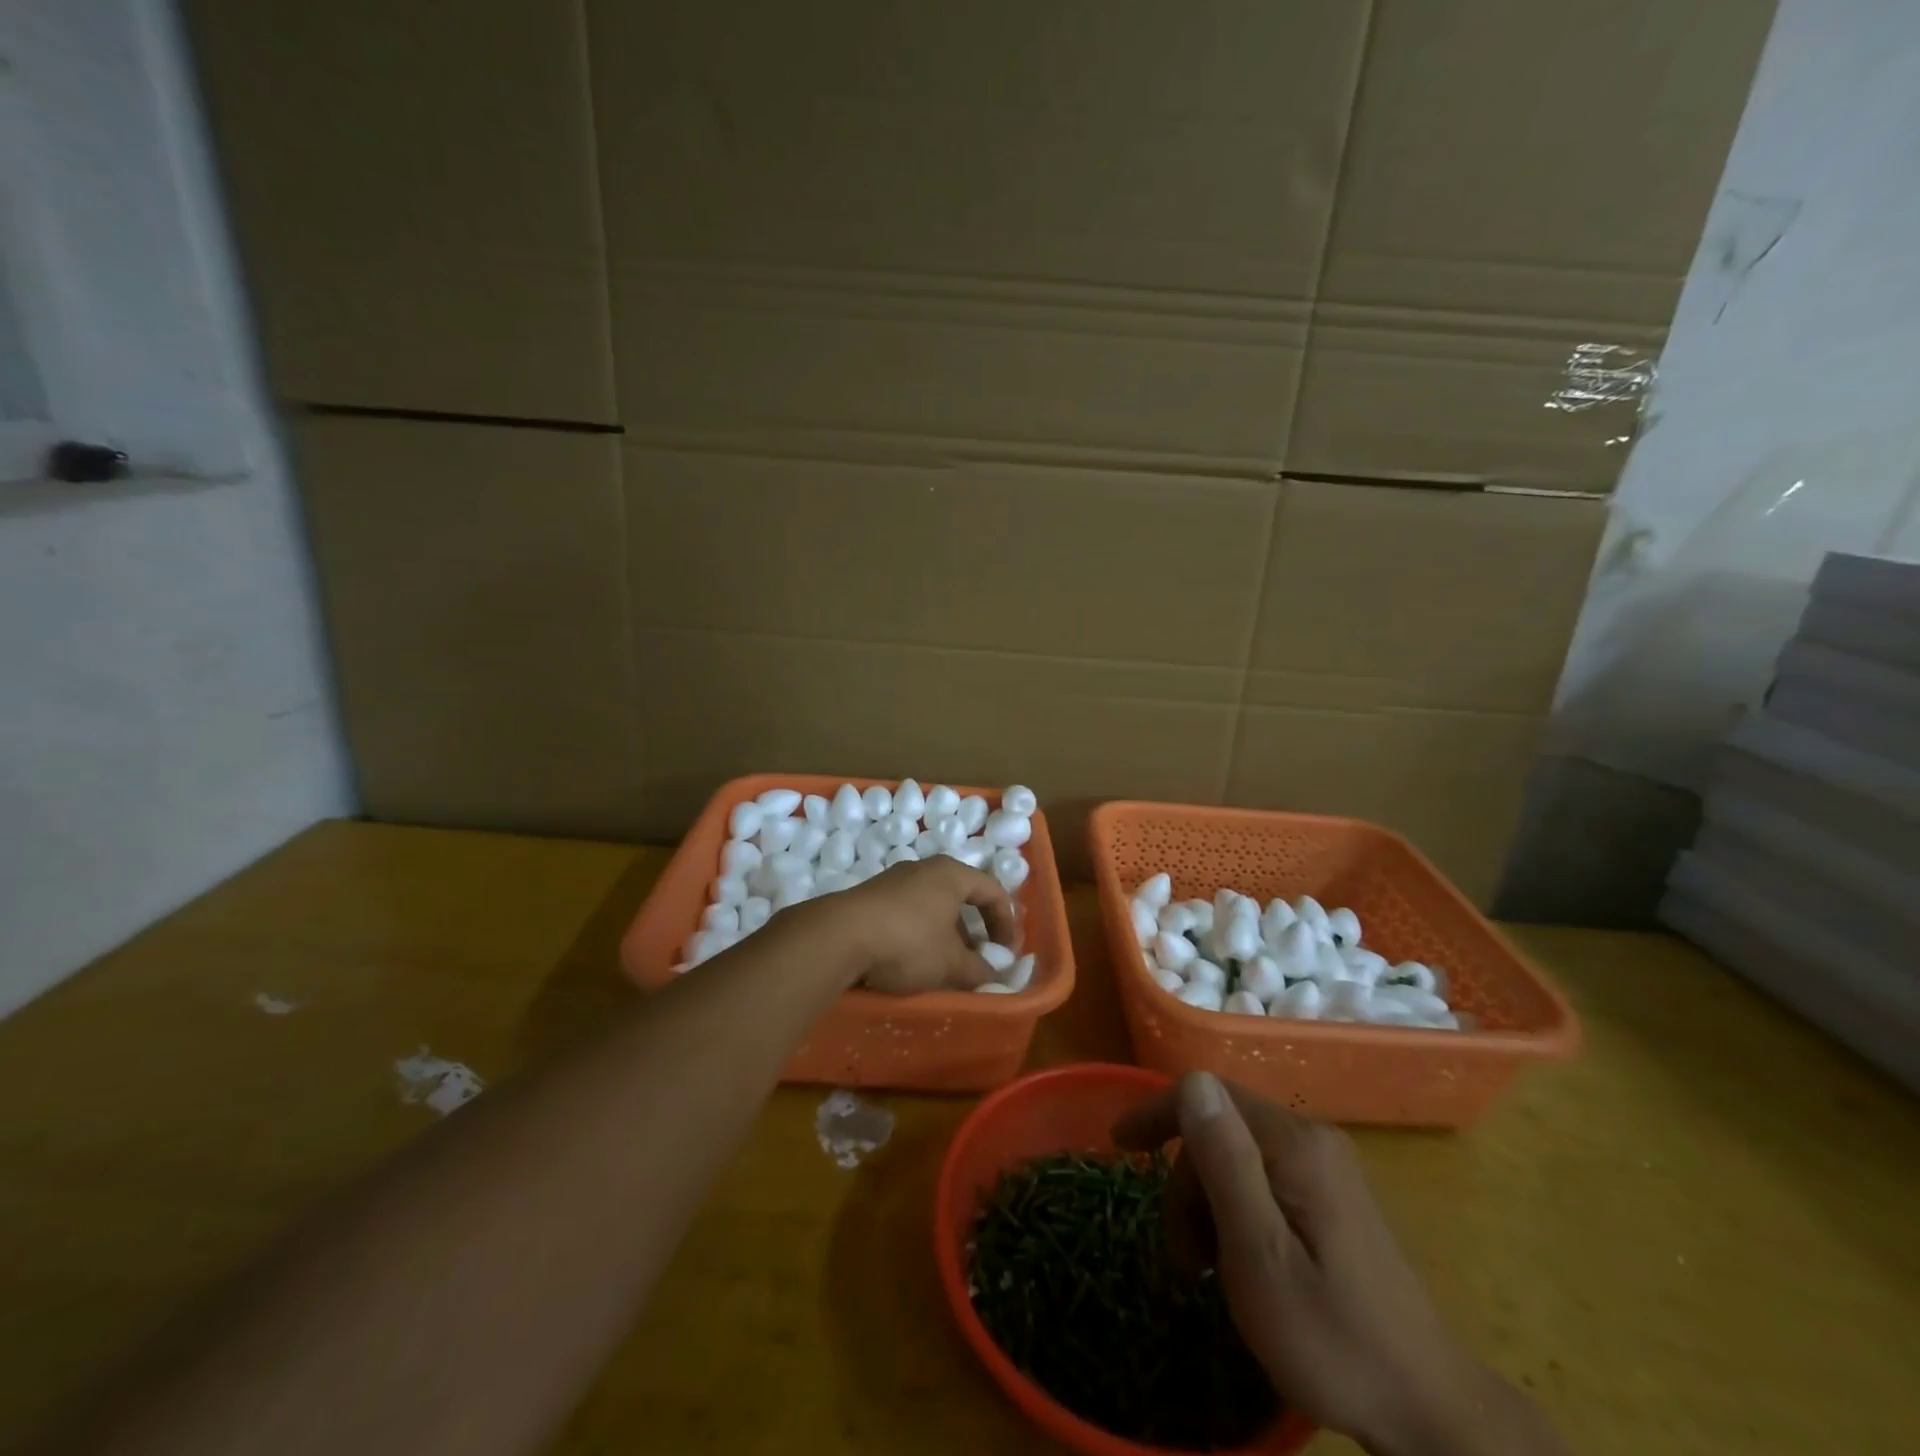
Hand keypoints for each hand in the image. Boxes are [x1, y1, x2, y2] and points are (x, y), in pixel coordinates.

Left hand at [800, 856, 1016, 995]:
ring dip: (947, 934)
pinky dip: (921, 933)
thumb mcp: (951, 964)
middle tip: (981, 958)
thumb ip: (979, 969)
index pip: (992, 891)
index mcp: (952, 874)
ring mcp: (894, 880)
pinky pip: (908, 912)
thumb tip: (994, 972)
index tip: (1008, 952)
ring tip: (947, 964)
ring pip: (933, 905)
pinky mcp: (871, 896)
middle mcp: (924, 869)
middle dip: (976, 930)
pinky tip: (913, 959)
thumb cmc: (908, 942)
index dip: (1006, 922)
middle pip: (961, 896)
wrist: (839, 936)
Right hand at [1113, 1074, 1559, 1455]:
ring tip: (1210, 1274)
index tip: (1118, 1147)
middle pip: (1220, 1130)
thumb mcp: (1260, 1255)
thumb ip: (1226, 1161)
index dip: (1157, 1112)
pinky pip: (1264, 1179)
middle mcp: (1312, 1139)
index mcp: (1295, 1144)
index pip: (1209, 1094)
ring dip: (1208, 1206)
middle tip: (1185, 1263)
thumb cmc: (1332, 1338)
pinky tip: (1242, 1263)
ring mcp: (1327, 1168)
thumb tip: (1192, 1082)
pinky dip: (1236, 1213)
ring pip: (1238, 1157)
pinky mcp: (1333, 1198)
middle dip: (1187, 1185)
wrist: (1430, 1411)